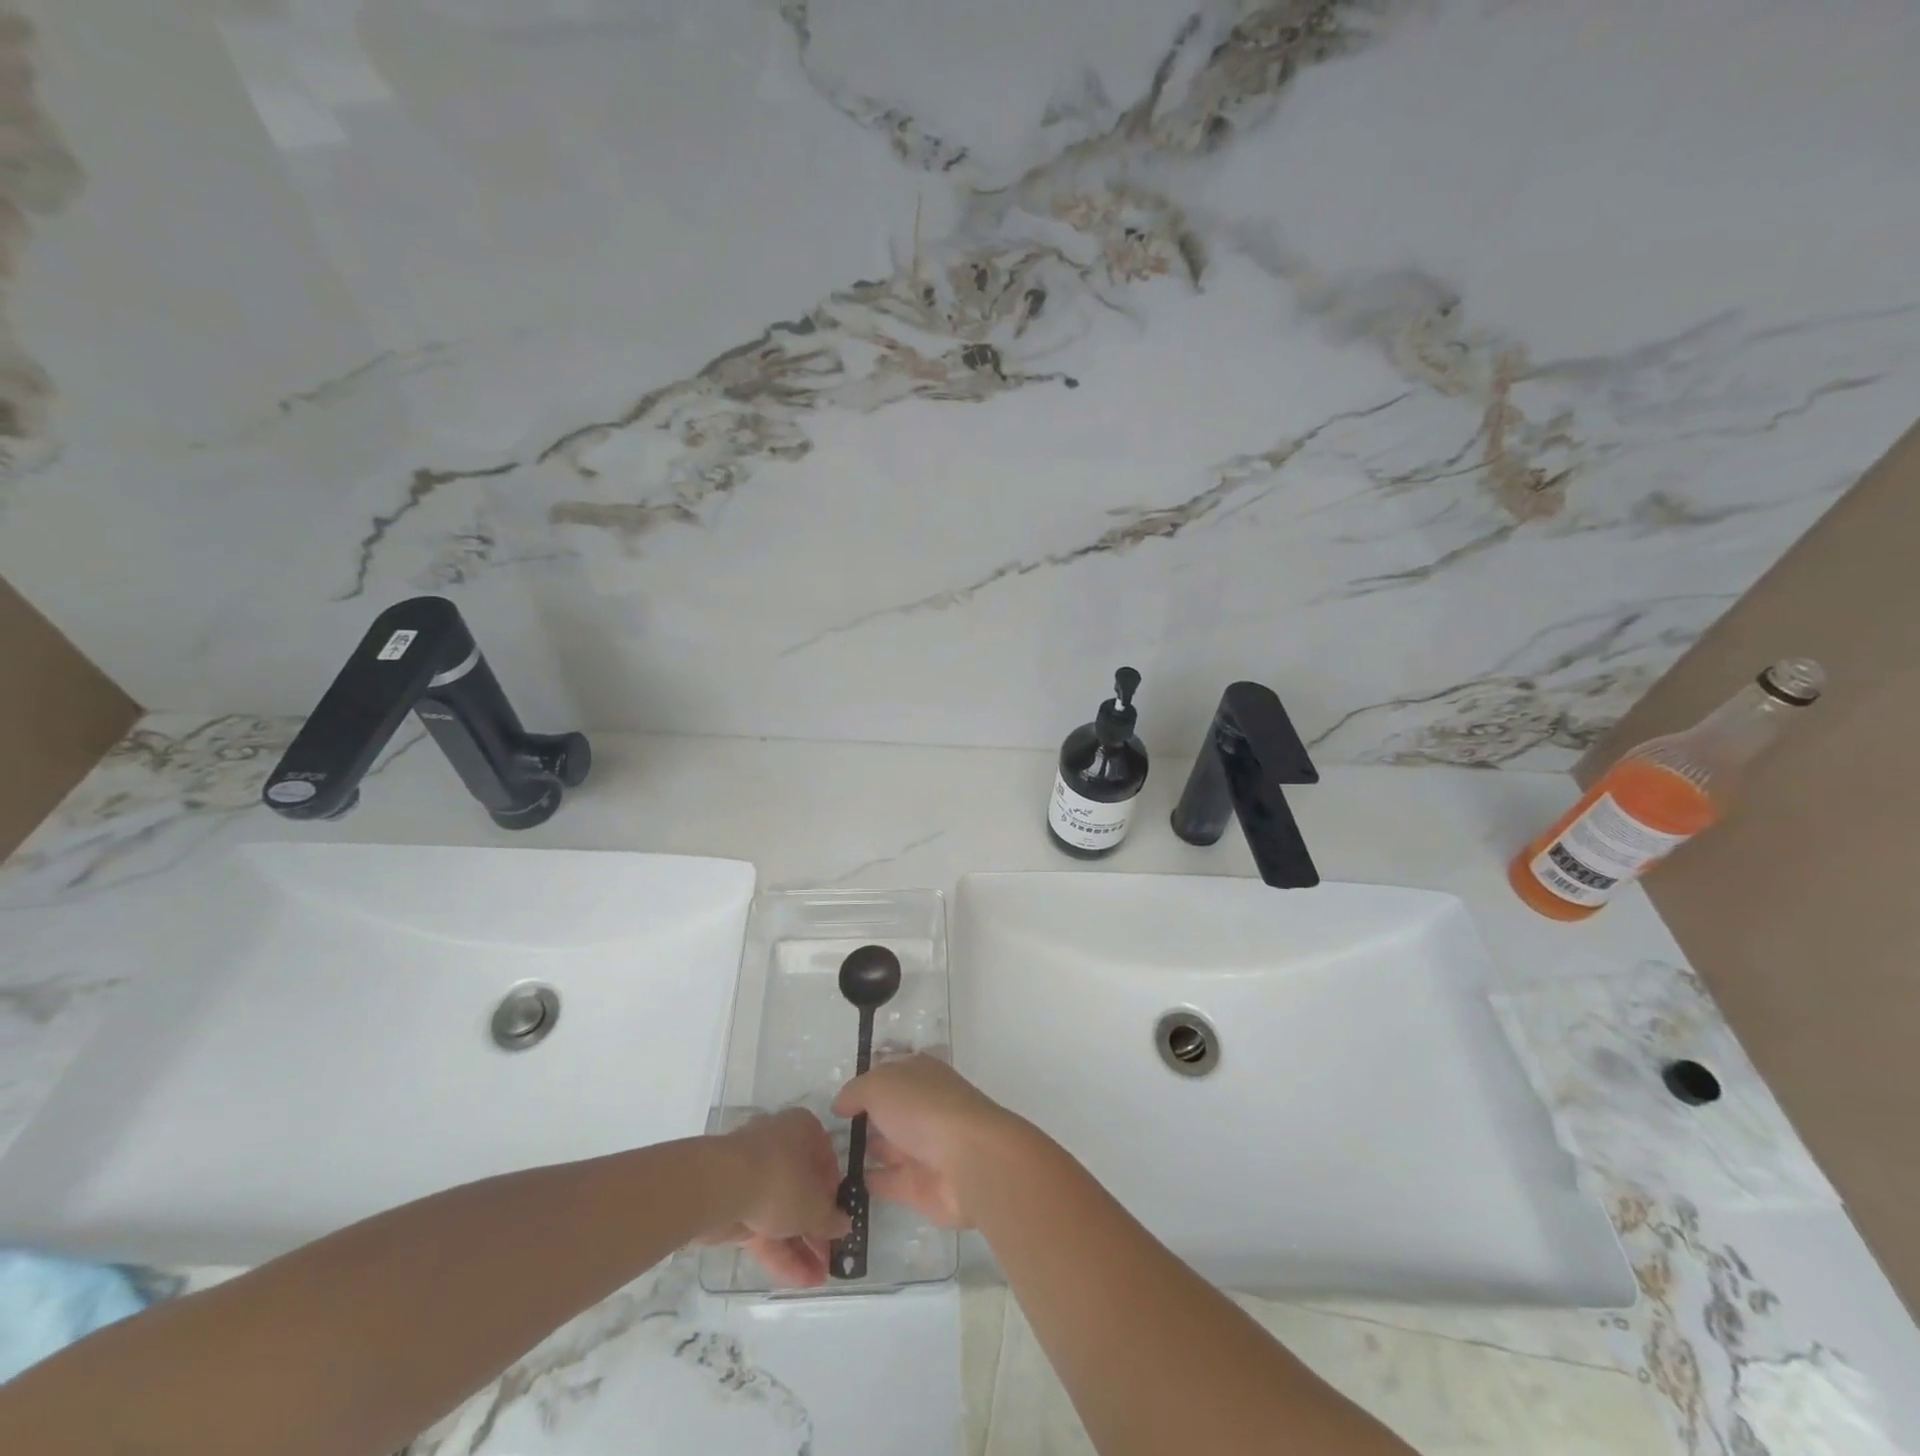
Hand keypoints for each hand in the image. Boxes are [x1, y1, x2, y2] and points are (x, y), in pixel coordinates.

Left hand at [702, 1108, 850, 1286]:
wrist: (722, 1187)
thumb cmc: (782, 1180)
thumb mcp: (817, 1204)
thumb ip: (831, 1218)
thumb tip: (843, 1224)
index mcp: (805, 1131)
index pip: (827, 1163)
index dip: (835, 1195)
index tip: (840, 1222)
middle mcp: (781, 1146)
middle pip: (804, 1191)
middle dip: (817, 1229)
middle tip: (831, 1258)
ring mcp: (755, 1176)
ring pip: (783, 1213)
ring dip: (801, 1246)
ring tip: (819, 1279)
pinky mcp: (736, 1204)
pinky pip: (764, 1227)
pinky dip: (780, 1252)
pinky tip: (799, 1280)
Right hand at [832, 1055, 1029, 1228]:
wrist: (967, 1161)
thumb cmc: (923, 1108)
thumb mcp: (880, 1084)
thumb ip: (856, 1092)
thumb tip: (841, 1105)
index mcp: (920, 1074)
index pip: (889, 1072)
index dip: (865, 1081)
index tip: (837, 1097)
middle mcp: (923, 1107)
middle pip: (889, 1110)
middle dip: (864, 1117)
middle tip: (826, 1131)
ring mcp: (923, 1147)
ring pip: (888, 1145)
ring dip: (865, 1149)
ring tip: (827, 1158)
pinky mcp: (920, 1186)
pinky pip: (887, 1181)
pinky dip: (868, 1182)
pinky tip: (840, 1185)